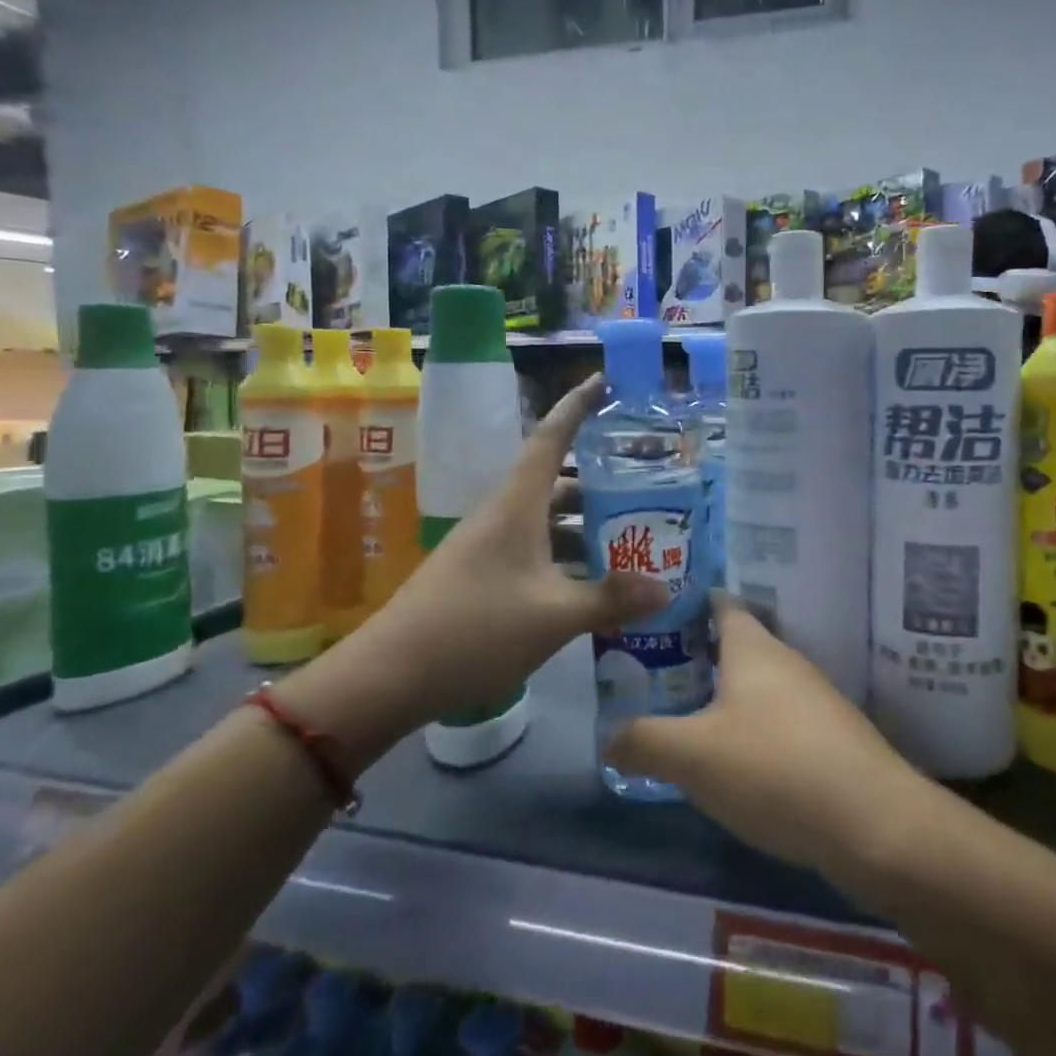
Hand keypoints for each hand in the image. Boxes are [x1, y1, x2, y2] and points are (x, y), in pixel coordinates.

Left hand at [308, 375, 668, 734]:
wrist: (390, 675)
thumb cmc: (475, 629)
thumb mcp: (552, 616)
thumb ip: (610, 599)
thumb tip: (666, 588)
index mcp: (517, 505)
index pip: (551, 437)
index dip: (578, 405)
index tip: (605, 381)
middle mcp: (502, 515)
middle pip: (556, 481)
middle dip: (599, 478)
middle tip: (646, 482)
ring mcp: (489, 546)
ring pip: (546, 520)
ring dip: (585, 524)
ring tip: (632, 536)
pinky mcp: (482, 576)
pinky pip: (535, 550)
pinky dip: (566, 556)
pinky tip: (591, 584)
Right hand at [604, 600, 928, 876]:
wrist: (874, 824)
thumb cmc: (774, 768)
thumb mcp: (692, 756)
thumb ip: (643, 741)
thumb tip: (609, 737)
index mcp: (753, 647)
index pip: (718, 603)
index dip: (684, 604)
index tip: (649, 616)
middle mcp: (786, 662)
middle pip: (735, 645)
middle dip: (695, 656)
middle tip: (651, 676)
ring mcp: (814, 700)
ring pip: (757, 686)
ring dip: (723, 697)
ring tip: (682, 719)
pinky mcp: (831, 739)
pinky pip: (778, 721)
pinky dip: (751, 730)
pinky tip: (732, 764)